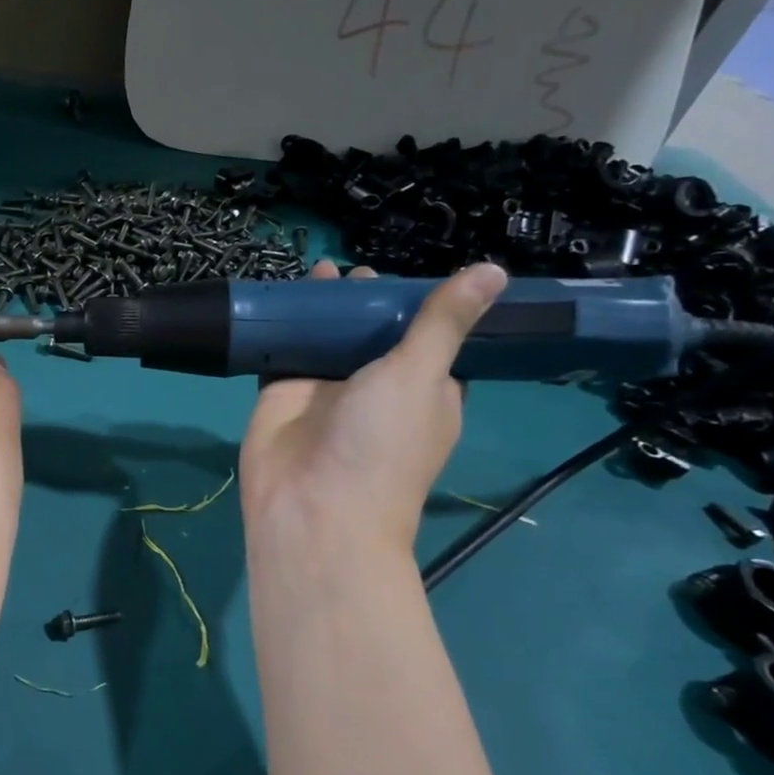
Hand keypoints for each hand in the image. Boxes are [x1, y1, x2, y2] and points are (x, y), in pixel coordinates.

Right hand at [240, 261, 507, 554]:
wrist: (312, 507)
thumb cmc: (381, 444)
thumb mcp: (421, 376)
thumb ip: (443, 323)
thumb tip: (494, 270)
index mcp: (424, 391)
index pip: (428, 339)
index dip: (420, 305)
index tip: (410, 272)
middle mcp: (375, 389)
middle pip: (371, 333)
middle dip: (364, 300)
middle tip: (354, 268)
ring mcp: (325, 390)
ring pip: (326, 337)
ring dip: (323, 307)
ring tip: (318, 268)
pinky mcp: (282, 392)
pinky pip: (283, 349)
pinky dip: (281, 324)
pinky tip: (279, 293)